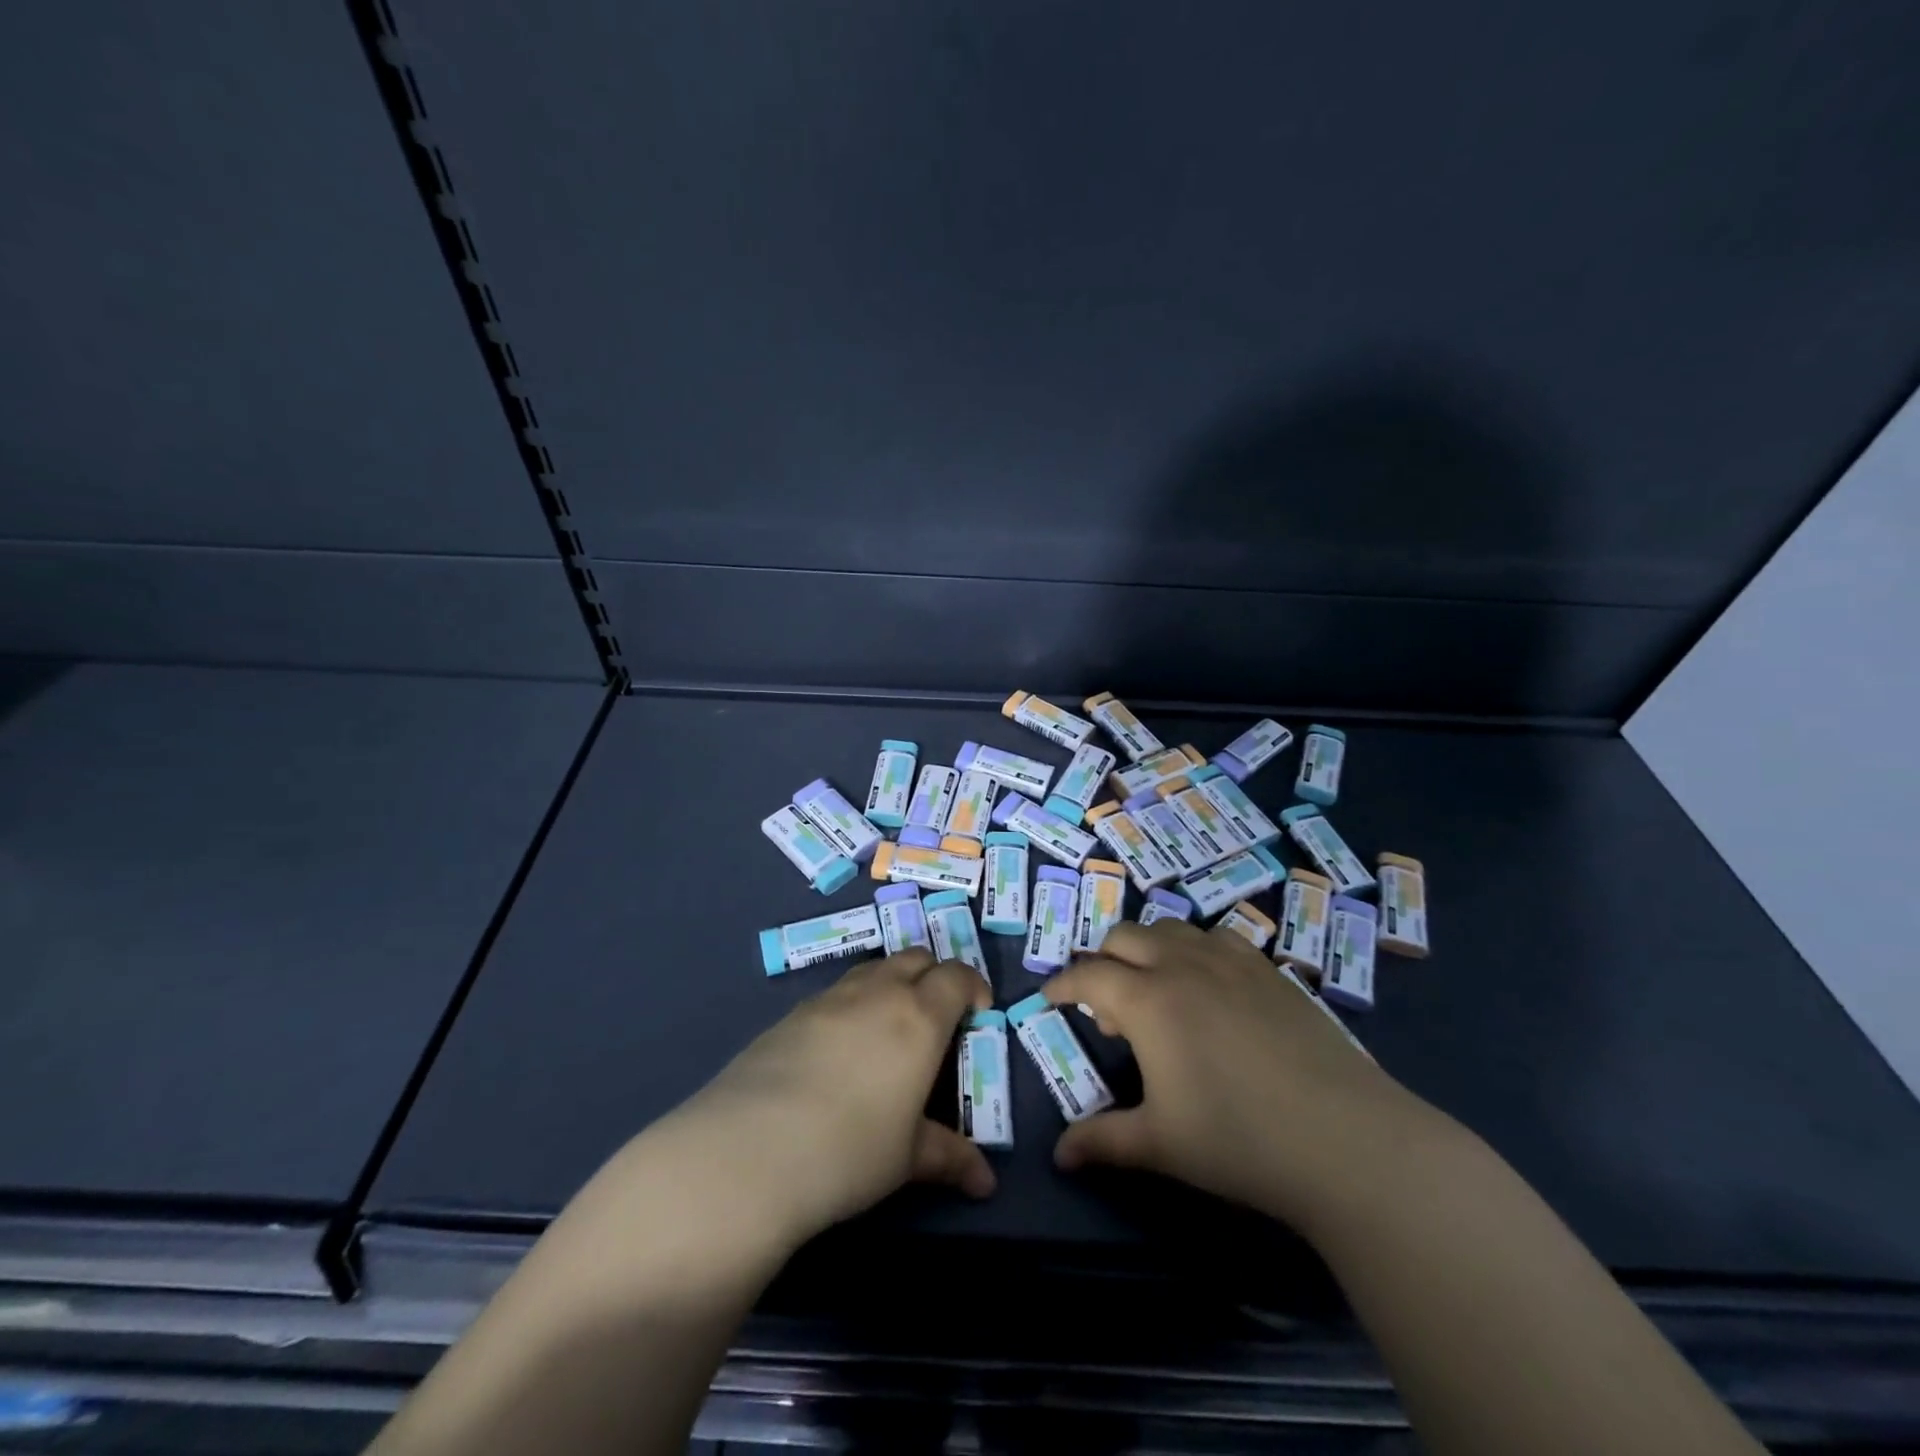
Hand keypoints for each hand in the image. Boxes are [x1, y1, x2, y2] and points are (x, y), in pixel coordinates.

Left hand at [663, 950, 996, 1249]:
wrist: (750, 1150)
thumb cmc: (850, 1151)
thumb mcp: (907, 1157)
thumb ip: (949, 1157)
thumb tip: (986, 1183)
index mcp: (918, 1017)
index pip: (956, 976)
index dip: (973, 987)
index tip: (978, 1013)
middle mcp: (877, 993)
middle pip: (915, 958)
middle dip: (933, 976)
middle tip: (936, 1017)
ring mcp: (829, 998)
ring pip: (872, 970)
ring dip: (891, 984)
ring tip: (888, 1029)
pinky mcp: (791, 1014)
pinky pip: (835, 992)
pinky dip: (852, 1004)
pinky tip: (840, 1049)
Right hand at [1044, 920, 1429, 1232]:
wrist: (1345, 1139)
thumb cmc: (1239, 1140)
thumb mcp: (1161, 1144)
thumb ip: (1102, 1141)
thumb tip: (1059, 1155)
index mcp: (1147, 1000)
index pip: (1086, 976)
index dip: (1061, 985)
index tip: (1049, 998)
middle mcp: (1181, 965)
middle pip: (1124, 937)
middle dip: (1103, 962)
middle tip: (1110, 1010)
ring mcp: (1229, 961)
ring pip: (1170, 929)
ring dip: (1148, 950)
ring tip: (1159, 994)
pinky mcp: (1268, 969)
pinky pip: (1217, 938)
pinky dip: (1195, 951)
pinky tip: (1211, 988)